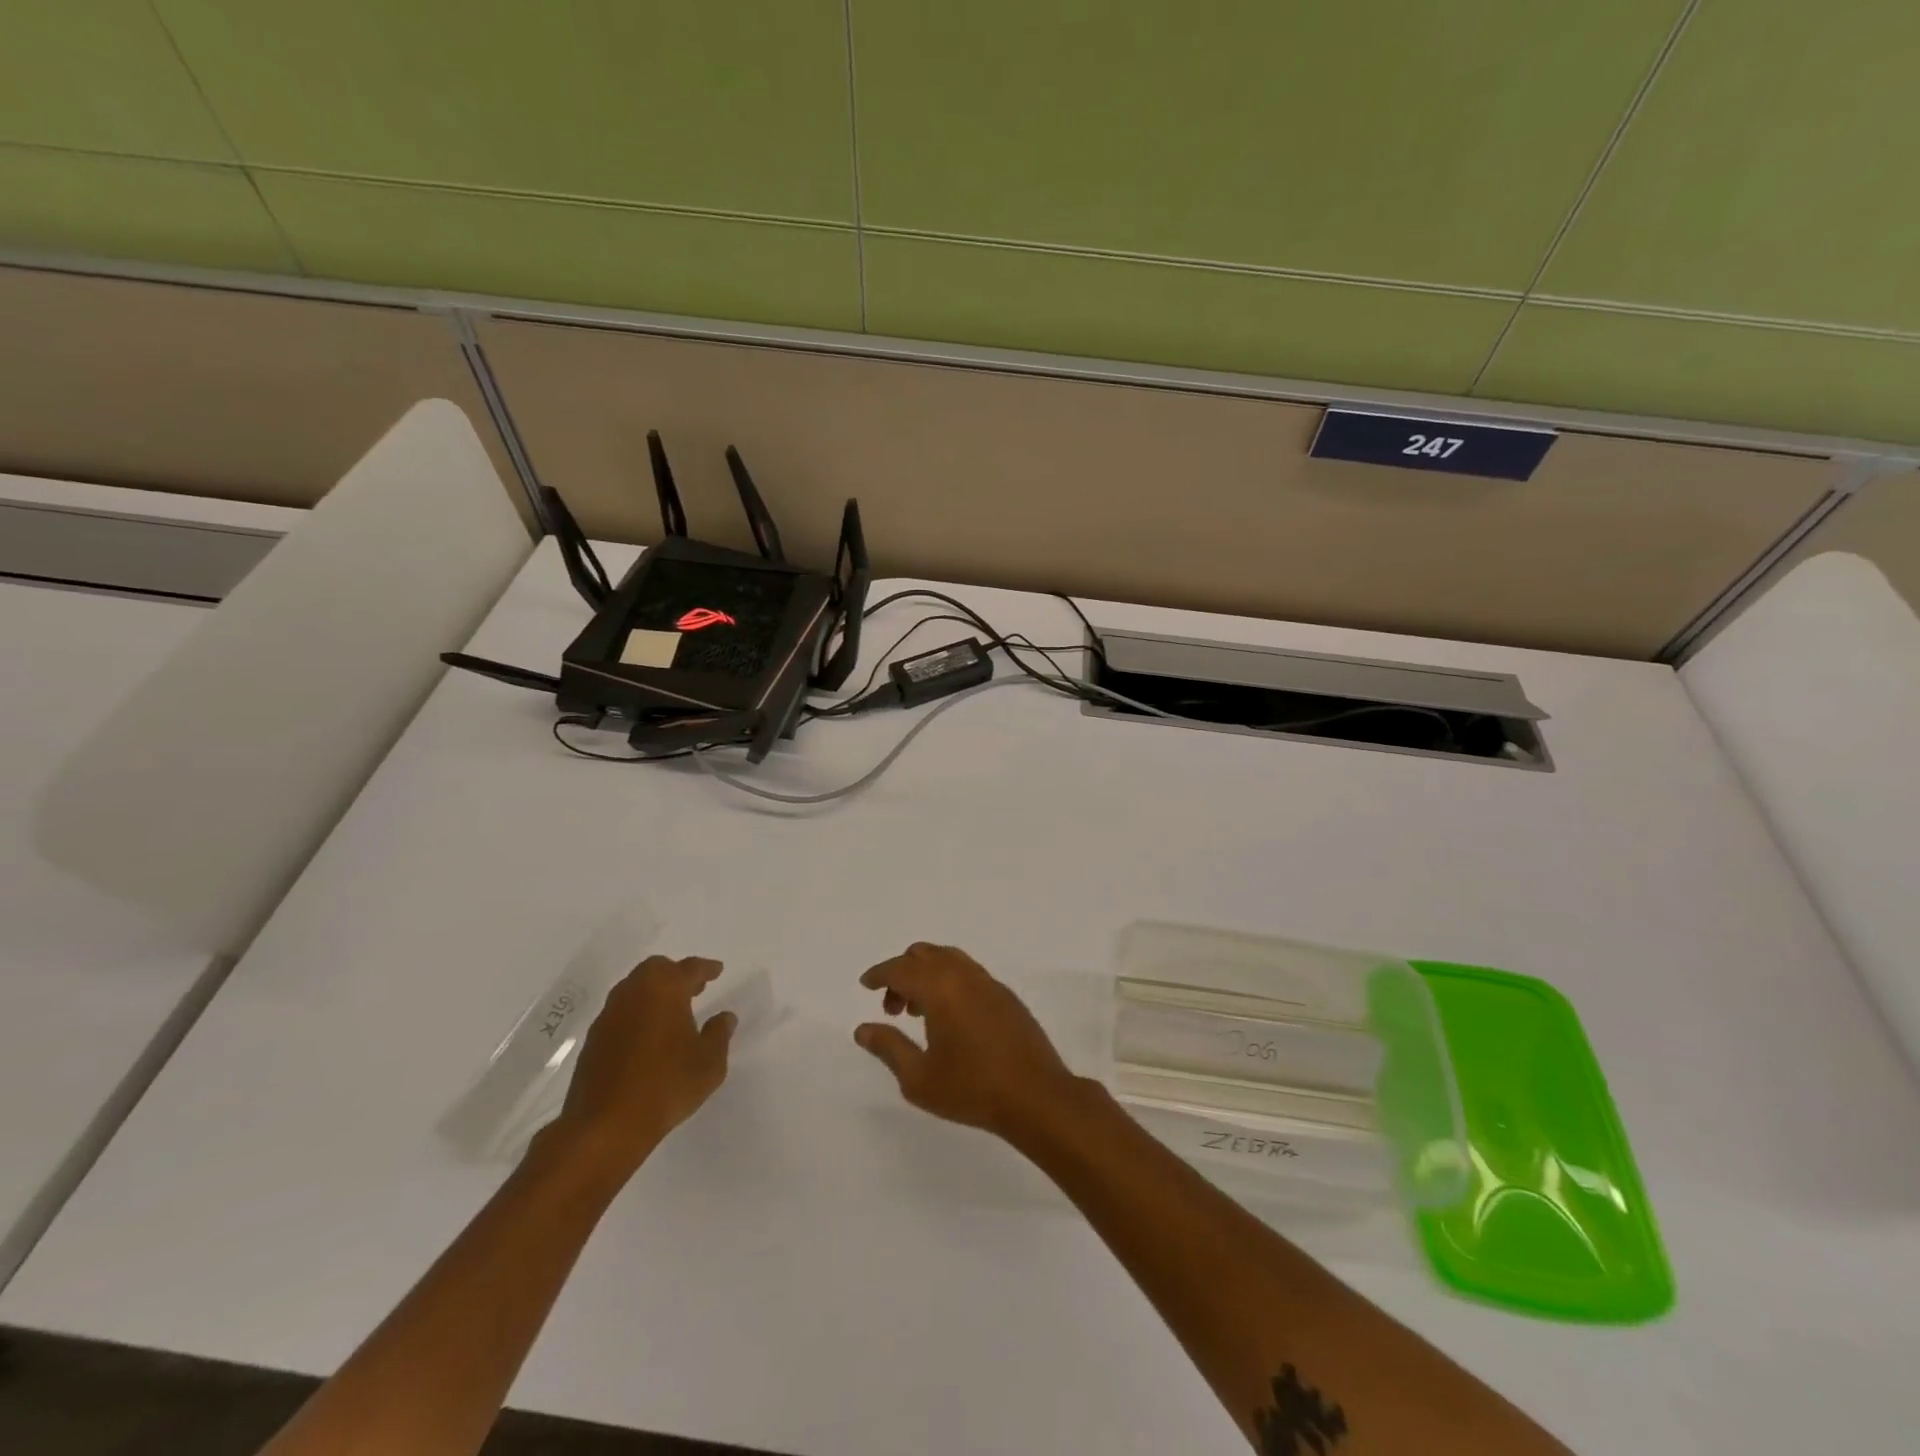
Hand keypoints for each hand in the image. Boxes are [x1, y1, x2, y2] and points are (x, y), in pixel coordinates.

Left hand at [545, 956, 734, 1182]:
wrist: (605, 1126)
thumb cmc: (666, 1085)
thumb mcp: (709, 1062)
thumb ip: (719, 1034)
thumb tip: (724, 1017)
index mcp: (665, 989)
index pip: (690, 968)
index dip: (706, 968)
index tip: (717, 970)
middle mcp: (633, 993)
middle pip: (656, 969)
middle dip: (676, 974)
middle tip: (694, 988)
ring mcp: (609, 1016)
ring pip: (634, 989)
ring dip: (653, 993)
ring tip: (671, 1012)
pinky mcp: (593, 1040)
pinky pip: (620, 1013)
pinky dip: (636, 1014)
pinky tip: (647, 1036)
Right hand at [855, 943, 1084, 1140]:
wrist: (1036, 1096)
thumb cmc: (972, 1089)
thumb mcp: (918, 1078)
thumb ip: (888, 1048)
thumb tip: (863, 1029)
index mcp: (940, 988)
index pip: (901, 969)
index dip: (879, 974)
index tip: (866, 984)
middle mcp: (964, 975)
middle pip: (925, 954)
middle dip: (902, 972)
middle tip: (892, 1007)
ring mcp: (989, 983)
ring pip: (949, 959)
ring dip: (927, 974)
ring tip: (919, 1012)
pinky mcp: (1006, 996)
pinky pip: (969, 972)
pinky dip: (949, 981)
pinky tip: (949, 1017)